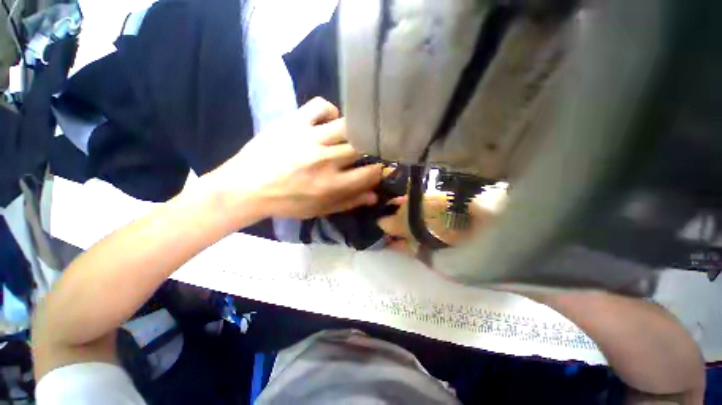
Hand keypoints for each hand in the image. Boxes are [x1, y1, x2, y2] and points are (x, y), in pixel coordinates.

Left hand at [202, 98, 381, 218]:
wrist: (247, 187)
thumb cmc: (287, 202)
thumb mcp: (320, 209)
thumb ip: (349, 202)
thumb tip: (374, 196)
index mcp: (332, 184)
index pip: (370, 173)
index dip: (379, 171)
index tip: (376, 170)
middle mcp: (325, 160)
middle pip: (362, 147)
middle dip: (370, 150)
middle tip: (365, 153)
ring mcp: (310, 138)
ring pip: (347, 125)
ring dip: (355, 131)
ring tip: (351, 137)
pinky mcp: (295, 122)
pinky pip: (320, 105)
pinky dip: (330, 111)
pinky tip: (329, 122)